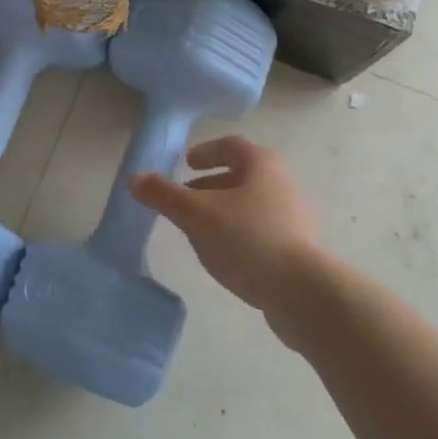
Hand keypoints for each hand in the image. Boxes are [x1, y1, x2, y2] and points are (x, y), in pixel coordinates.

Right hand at [130, 136, 323, 316]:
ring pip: (250, 204)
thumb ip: (164, 195)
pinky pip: (260, 230)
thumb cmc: (247, 239)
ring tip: (197, 231)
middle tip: (184, 200)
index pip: (231, 145)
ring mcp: (293, 217)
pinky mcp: (297, 248)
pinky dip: (237, 233)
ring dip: (222, 211)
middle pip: (240, 175)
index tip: (186, 163)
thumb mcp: (196, 214)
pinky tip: (223, 256)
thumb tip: (134, 178)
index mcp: (262, 165)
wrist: (302, 293)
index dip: (206, 151)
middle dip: (209, 185)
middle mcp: (281, 183)